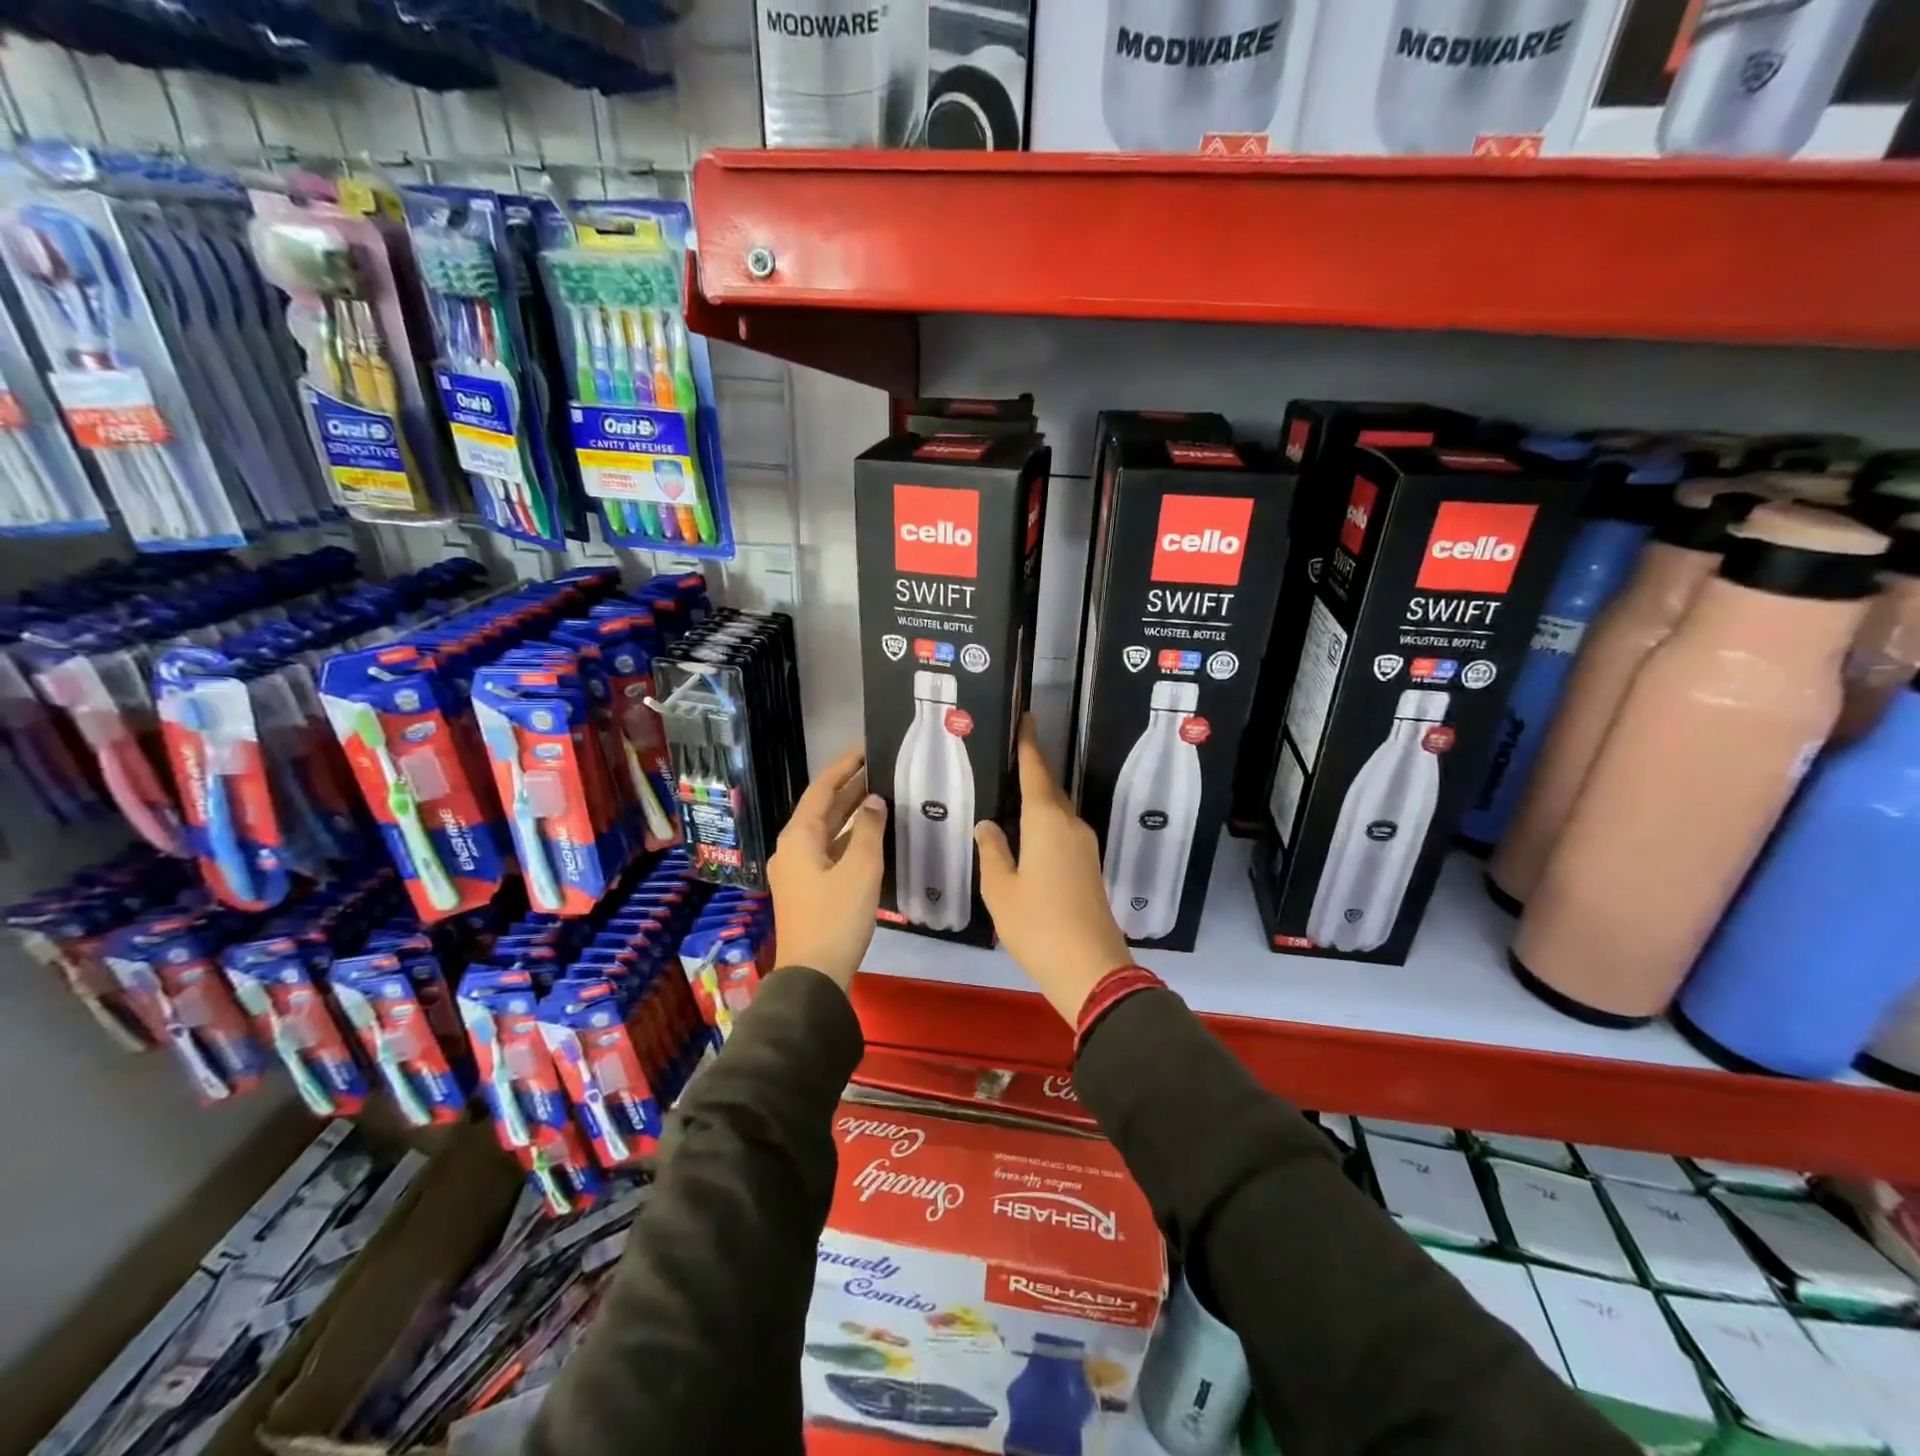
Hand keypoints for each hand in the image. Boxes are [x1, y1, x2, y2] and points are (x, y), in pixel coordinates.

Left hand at [768, 746, 886, 992]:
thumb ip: (868, 829)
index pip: (822, 788)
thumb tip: (873, 801)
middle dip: (850, 787)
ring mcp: (798, 870)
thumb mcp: (860, 869)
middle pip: (823, 808)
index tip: (867, 747)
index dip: (845, 766)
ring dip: (852, 813)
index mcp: (799, 836)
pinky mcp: (808, 889)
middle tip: (881, 768)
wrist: (814, 975)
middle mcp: (793, 847)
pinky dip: (850, 838)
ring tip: (883, 795)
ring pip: (827, 831)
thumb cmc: (836, 917)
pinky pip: (830, 851)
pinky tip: (873, 836)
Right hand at [975, 716, 1133, 1023]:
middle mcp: (1071, 825)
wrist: (1092, 968)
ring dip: (1039, 796)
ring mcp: (1085, 846)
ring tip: (1011, 789)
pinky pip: (1063, 830)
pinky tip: (1028, 830)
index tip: (1027, 717)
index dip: (1029, 744)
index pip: (1036, 772)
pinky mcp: (1089, 866)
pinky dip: (1045, 820)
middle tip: (1008, 753)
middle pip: (1050, 788)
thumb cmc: (1038, 926)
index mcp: (1047, 822)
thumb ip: (992, 852)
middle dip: (1033, 768)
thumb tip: (988, 825)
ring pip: (1058, 810)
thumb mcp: (1001, 890)